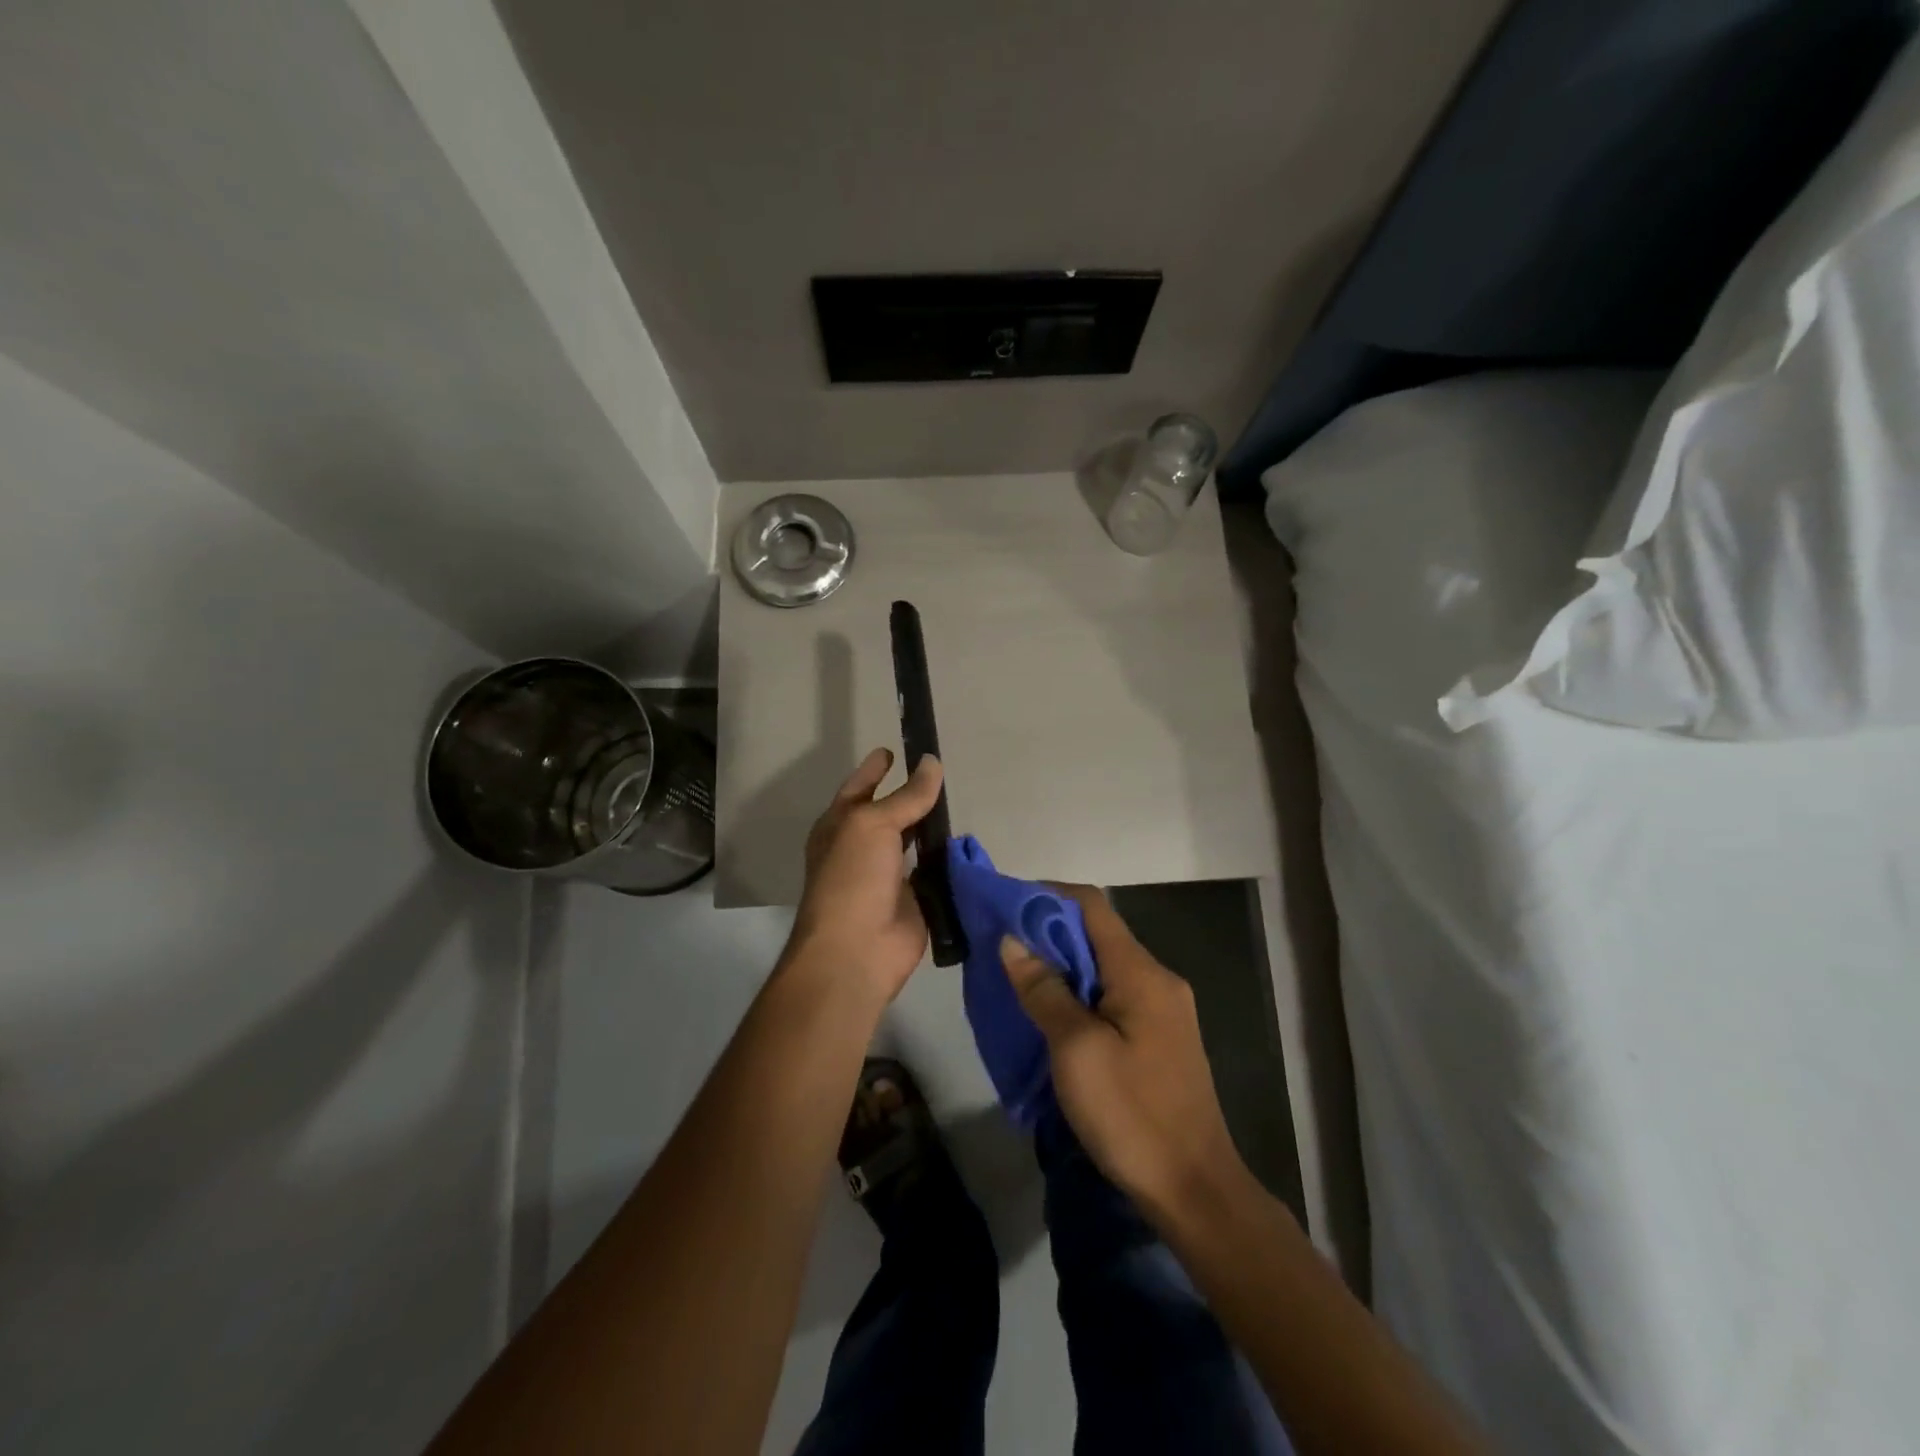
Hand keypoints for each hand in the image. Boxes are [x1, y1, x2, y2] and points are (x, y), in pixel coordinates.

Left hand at [783, 748, 943, 1004]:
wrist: (857, 950)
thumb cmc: (852, 878)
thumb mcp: (874, 825)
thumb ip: (906, 796)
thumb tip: (932, 762)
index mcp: (840, 826)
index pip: (859, 788)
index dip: (874, 769)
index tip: (892, 749)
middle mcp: (862, 847)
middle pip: (890, 813)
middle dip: (910, 795)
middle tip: (940, 772)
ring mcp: (889, 875)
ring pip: (915, 841)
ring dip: (932, 827)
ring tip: (959, 801)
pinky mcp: (915, 899)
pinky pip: (935, 871)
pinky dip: (948, 859)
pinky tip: (967, 843)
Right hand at [1000, 885, 1249, 1223]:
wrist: (1196, 1192)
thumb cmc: (1132, 1116)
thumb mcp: (1076, 1050)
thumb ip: (1044, 990)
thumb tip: (1012, 941)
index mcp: (1141, 972)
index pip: (1091, 905)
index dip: (1046, 896)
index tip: (1004, 907)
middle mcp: (1157, 979)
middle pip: (1097, 934)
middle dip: (1048, 933)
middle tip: (1001, 947)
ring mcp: (1163, 1010)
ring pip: (1103, 967)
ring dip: (1061, 965)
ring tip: (1018, 978)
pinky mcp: (1160, 1038)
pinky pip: (1113, 996)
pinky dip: (1079, 993)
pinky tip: (1052, 1014)